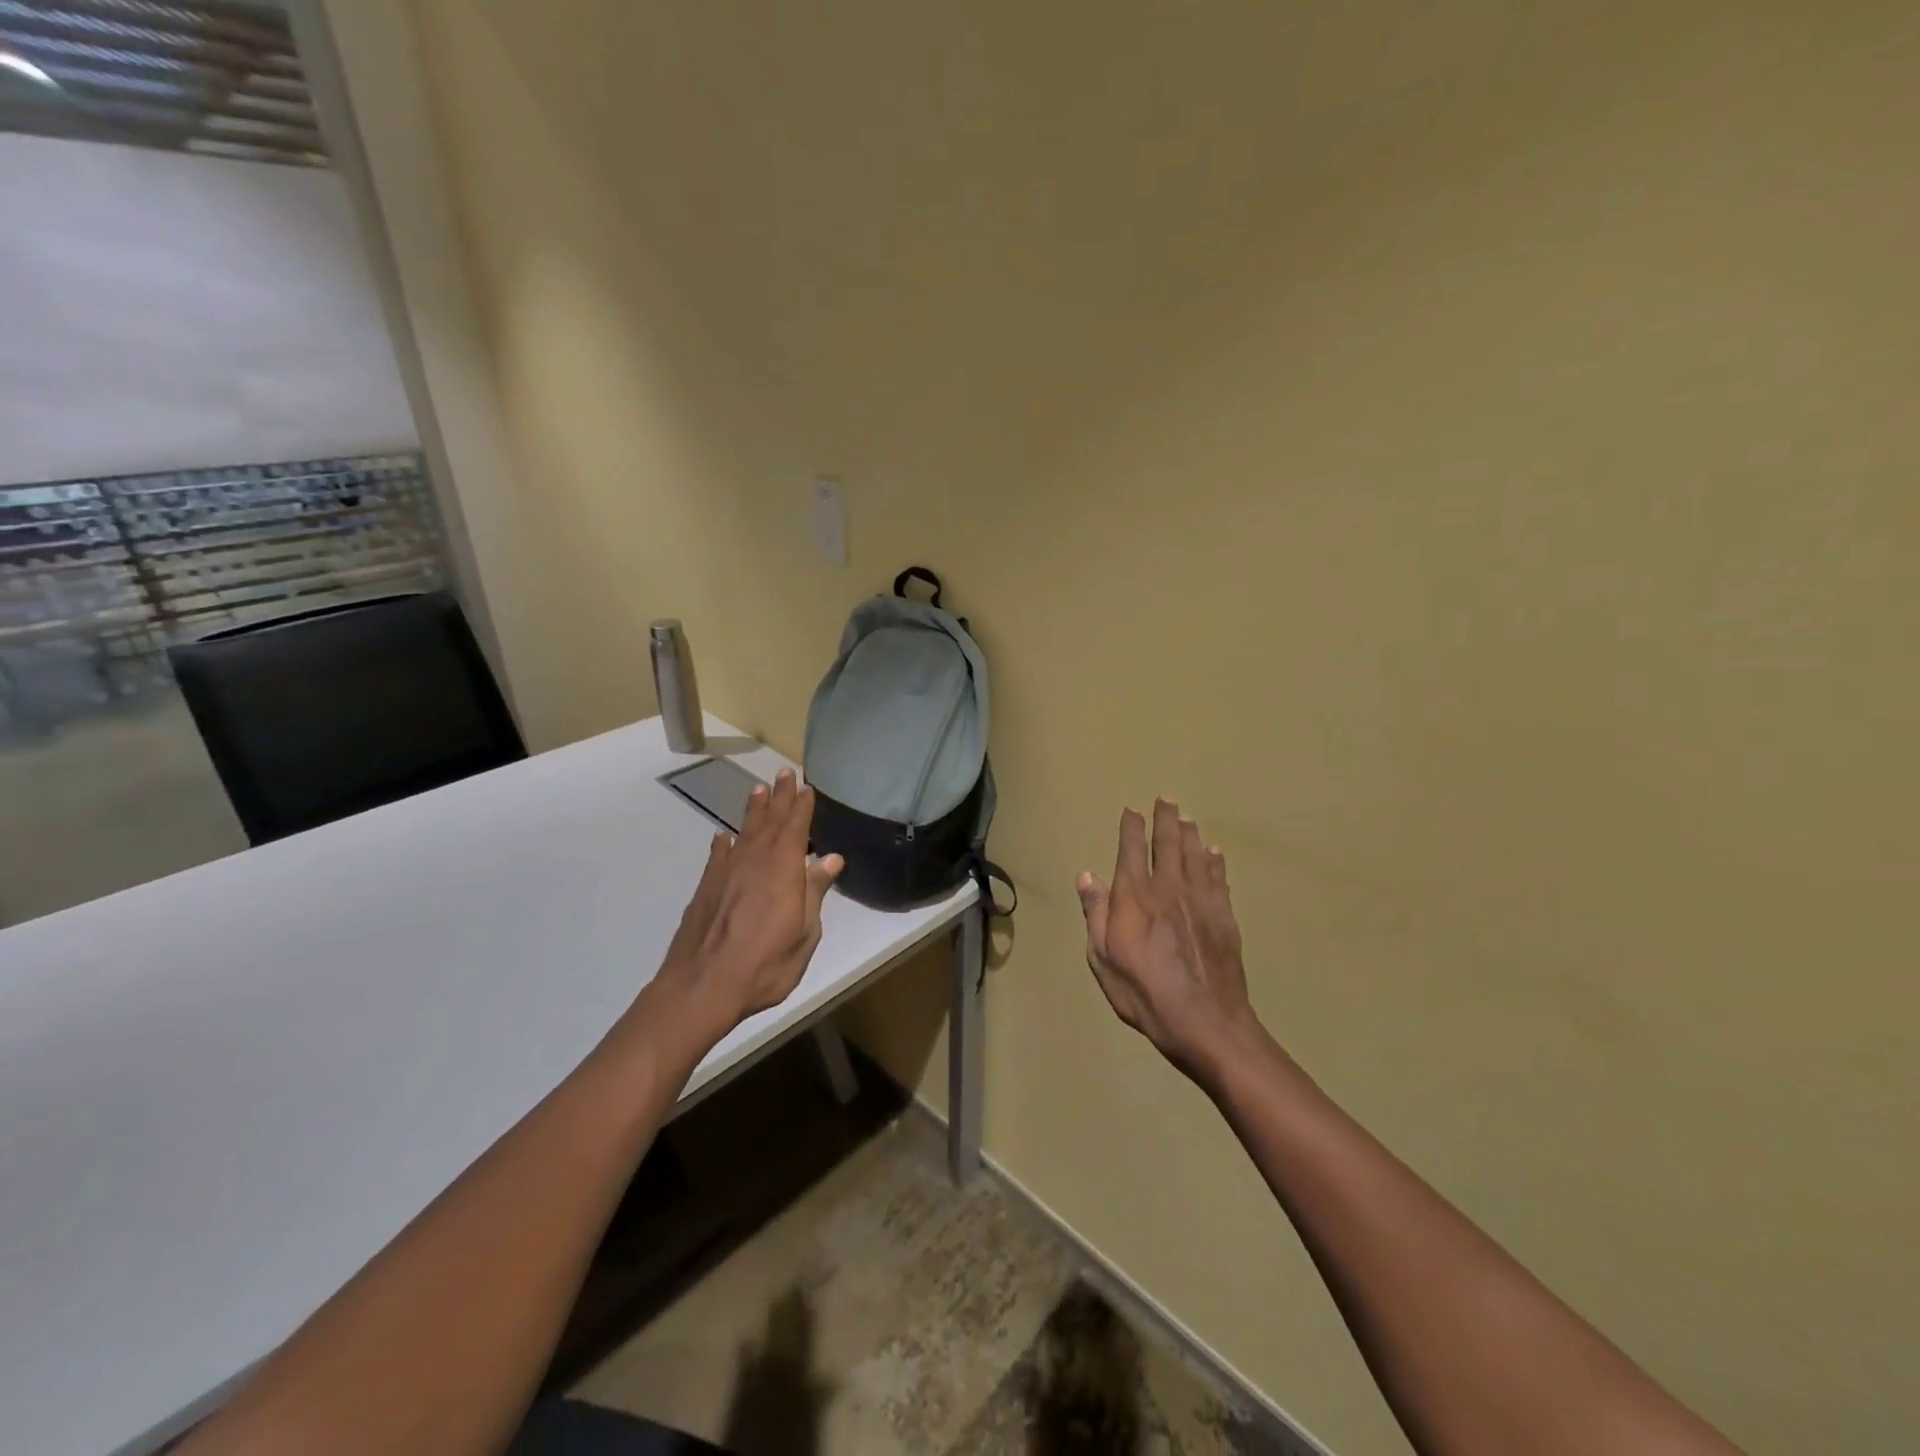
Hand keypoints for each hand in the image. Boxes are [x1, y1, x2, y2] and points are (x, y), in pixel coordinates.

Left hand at [655, 768, 843, 1038]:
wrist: (702, 987)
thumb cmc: (765, 965)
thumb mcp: (804, 934)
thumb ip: (815, 893)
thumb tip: (831, 859)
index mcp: (783, 871)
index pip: (795, 828)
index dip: (801, 806)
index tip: (806, 786)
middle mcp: (754, 863)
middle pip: (769, 822)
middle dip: (779, 797)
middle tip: (784, 773)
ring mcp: (726, 874)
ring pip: (743, 832)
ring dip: (753, 811)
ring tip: (758, 791)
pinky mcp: (706, 889)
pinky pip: (718, 856)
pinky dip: (724, 843)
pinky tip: (725, 837)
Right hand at [1077, 799, 1255, 1081]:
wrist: (1204, 1020)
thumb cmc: (1143, 992)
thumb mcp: (1102, 957)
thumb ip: (1095, 913)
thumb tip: (1087, 875)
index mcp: (1134, 896)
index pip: (1131, 850)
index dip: (1131, 827)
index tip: (1132, 810)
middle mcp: (1168, 888)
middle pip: (1168, 844)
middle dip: (1165, 819)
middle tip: (1166, 799)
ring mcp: (1200, 900)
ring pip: (1195, 856)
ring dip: (1190, 834)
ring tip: (1188, 818)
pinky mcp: (1224, 917)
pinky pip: (1218, 879)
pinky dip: (1215, 862)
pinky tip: (1215, 853)